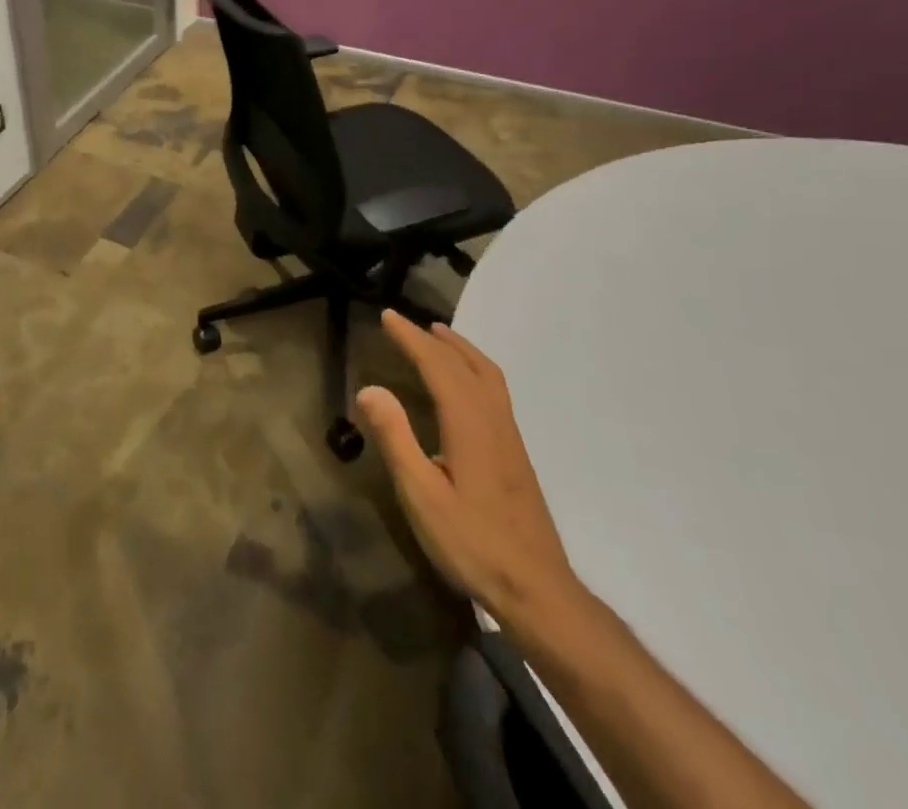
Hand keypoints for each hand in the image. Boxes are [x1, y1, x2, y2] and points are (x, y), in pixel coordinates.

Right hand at [356, 310, 578, 625]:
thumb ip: (396, 439)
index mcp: (469, 424)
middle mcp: (493, 420)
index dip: (411, 338)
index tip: (387, 316)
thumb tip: (369, 388)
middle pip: (465, 364)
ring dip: (460, 349)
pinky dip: (474, 368)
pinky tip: (464, 385)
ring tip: (437, 337)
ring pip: (487, 375)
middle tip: (404, 321)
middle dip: (432, 338)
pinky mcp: (516, 454)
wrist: (539, 591)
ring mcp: (509, 437)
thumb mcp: (422, 495)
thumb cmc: (473, 544)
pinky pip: (494, 390)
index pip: (437, 365)